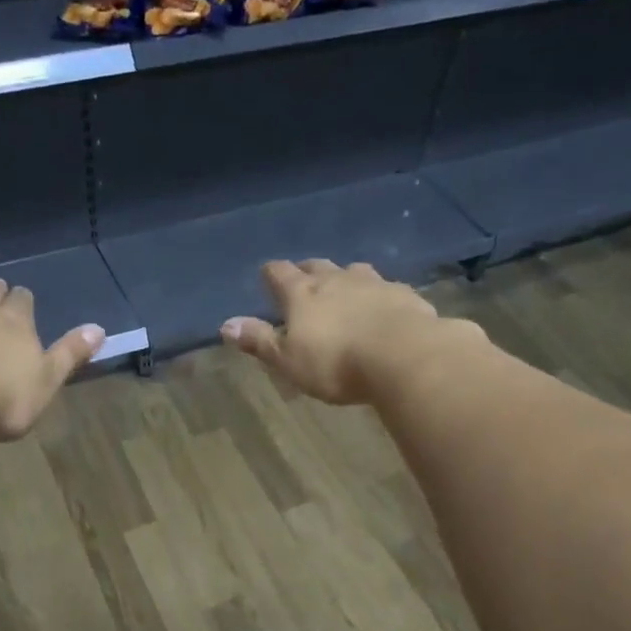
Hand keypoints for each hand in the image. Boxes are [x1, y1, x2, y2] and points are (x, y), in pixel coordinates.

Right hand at [221, 259, 450, 405]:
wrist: (403, 356)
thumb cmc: (336, 363)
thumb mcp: (288, 360)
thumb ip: (259, 341)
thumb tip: (225, 325)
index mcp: (302, 294)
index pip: (279, 273)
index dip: (271, 274)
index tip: (267, 277)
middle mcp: (336, 279)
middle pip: (317, 266)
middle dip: (307, 272)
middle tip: (304, 284)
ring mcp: (374, 283)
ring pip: (354, 271)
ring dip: (345, 278)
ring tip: (344, 291)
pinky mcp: (404, 295)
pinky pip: (386, 288)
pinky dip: (379, 295)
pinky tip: (383, 308)